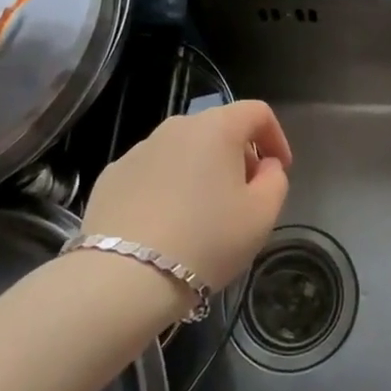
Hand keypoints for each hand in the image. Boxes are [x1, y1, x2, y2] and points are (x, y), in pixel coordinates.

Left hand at [82, 100, 291, 291]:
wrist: (122, 278)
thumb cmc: (206, 241)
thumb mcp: (261, 216)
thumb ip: (275, 180)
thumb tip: (265, 165)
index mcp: (217, 128)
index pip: (257, 112)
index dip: (275, 137)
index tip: (280, 170)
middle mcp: (176, 127)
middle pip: (218, 129)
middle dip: (237, 156)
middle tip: (243, 196)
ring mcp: (138, 149)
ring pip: (182, 151)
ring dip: (199, 172)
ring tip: (201, 216)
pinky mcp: (111, 176)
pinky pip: (151, 173)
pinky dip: (165, 188)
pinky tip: (164, 226)